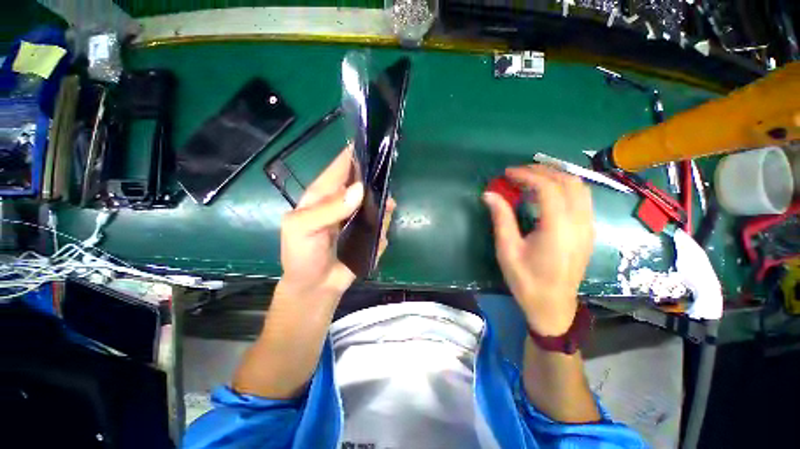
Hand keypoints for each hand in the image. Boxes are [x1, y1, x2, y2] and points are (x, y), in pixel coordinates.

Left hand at [278, 145, 395, 305]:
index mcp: (323, 194)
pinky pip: (380, 220)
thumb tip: (359, 189)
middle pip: (363, 180)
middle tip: (388, 179)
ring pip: (376, 200)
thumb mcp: (303, 229)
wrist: (316, 286)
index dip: (356, 152)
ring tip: (387, 207)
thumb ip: (329, 209)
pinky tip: (381, 230)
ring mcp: (357, 216)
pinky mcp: (367, 231)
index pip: (341, 166)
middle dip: (376, 177)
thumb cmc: (302, 256)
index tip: (376, 142)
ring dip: (383, 202)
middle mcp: (342, 201)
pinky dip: (383, 222)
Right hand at [483, 165, 594, 335]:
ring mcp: (588, 227)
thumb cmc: (526, 280)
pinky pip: (582, 198)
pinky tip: (548, 192)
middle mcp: (579, 223)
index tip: (507, 173)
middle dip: (542, 171)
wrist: (553, 306)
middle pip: (568, 182)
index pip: (547, 188)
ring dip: (556, 176)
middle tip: (518, 172)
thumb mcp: (507, 250)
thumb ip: (501, 219)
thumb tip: (489, 194)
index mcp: (557, 229)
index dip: (527, 175)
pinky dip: (565, 187)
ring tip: (532, 177)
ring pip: (580, 188)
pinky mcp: (588, 231)